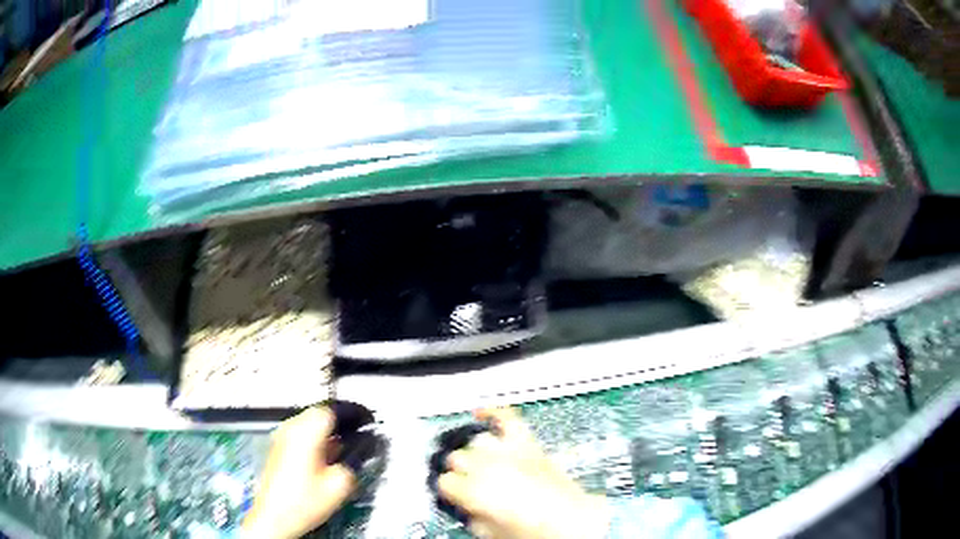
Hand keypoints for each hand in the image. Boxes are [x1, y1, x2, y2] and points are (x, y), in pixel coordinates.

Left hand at [243, 407, 356, 538]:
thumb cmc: (302, 501)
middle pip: (320, 413)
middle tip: (360, 430)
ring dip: (329, 430)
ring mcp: (282, 438)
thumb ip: (354, 460)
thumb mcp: (339, 484)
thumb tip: (362, 449)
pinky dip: (318, 438)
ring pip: (310, 423)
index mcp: (305, 431)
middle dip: (342, 421)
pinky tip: (329, 454)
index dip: (354, 413)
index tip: (368, 420)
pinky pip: (302, 433)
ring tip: (347, 444)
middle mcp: (290, 429)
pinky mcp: (279, 448)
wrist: (274, 516)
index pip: (333, 409)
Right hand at [438, 408, 609, 538]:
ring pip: (477, 441)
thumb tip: (466, 506)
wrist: (574, 522)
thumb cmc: (537, 531)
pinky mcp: (529, 444)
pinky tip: (481, 412)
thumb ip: (471, 515)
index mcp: (476, 491)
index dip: (450, 491)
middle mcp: (489, 466)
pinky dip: (493, 413)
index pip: (445, 481)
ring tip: (481, 465)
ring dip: (476, 454)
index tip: (456, 496)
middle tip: (470, 485)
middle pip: (458, 458)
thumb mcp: (490, 532)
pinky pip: (507, 418)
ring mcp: (510, 452)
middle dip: (462, 473)